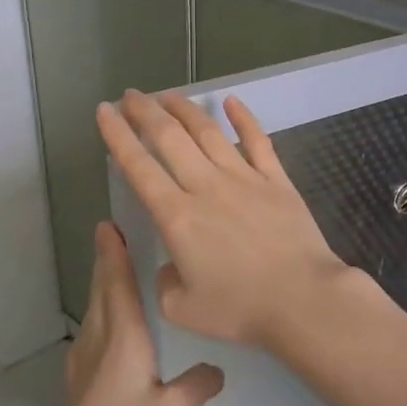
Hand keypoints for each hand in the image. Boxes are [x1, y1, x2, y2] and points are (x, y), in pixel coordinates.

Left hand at [21, 221, 222, 405]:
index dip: (114, 253)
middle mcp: (99, 340)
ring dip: (102, 285)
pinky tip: (110, 326)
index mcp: (122, 337)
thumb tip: (216, 369)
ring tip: (115, 271)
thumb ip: (199, 384)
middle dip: (106, 261)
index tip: (108, 225)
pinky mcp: (79, 381)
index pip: (118, 283)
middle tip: (112, 236)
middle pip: (101, 290)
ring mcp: (84, 360)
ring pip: (94, 310)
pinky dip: (101, 312)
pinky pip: (92, 330)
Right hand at [97, 90, 359, 347]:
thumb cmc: (240, 309)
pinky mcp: (277, 181)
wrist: (303, 299)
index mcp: (177, 217)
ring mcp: (244, 178)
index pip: (139, 167)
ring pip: (208, 132)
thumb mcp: (181, 308)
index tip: (104, 112)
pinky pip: (257, 141)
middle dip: (145, 112)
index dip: (118, 136)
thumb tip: (172, 264)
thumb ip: (165, 281)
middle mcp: (206, 187)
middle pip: (169, 138)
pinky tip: (231, 102)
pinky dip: (244, 118)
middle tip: (130, 96)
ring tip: (167, 96)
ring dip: (185, 109)